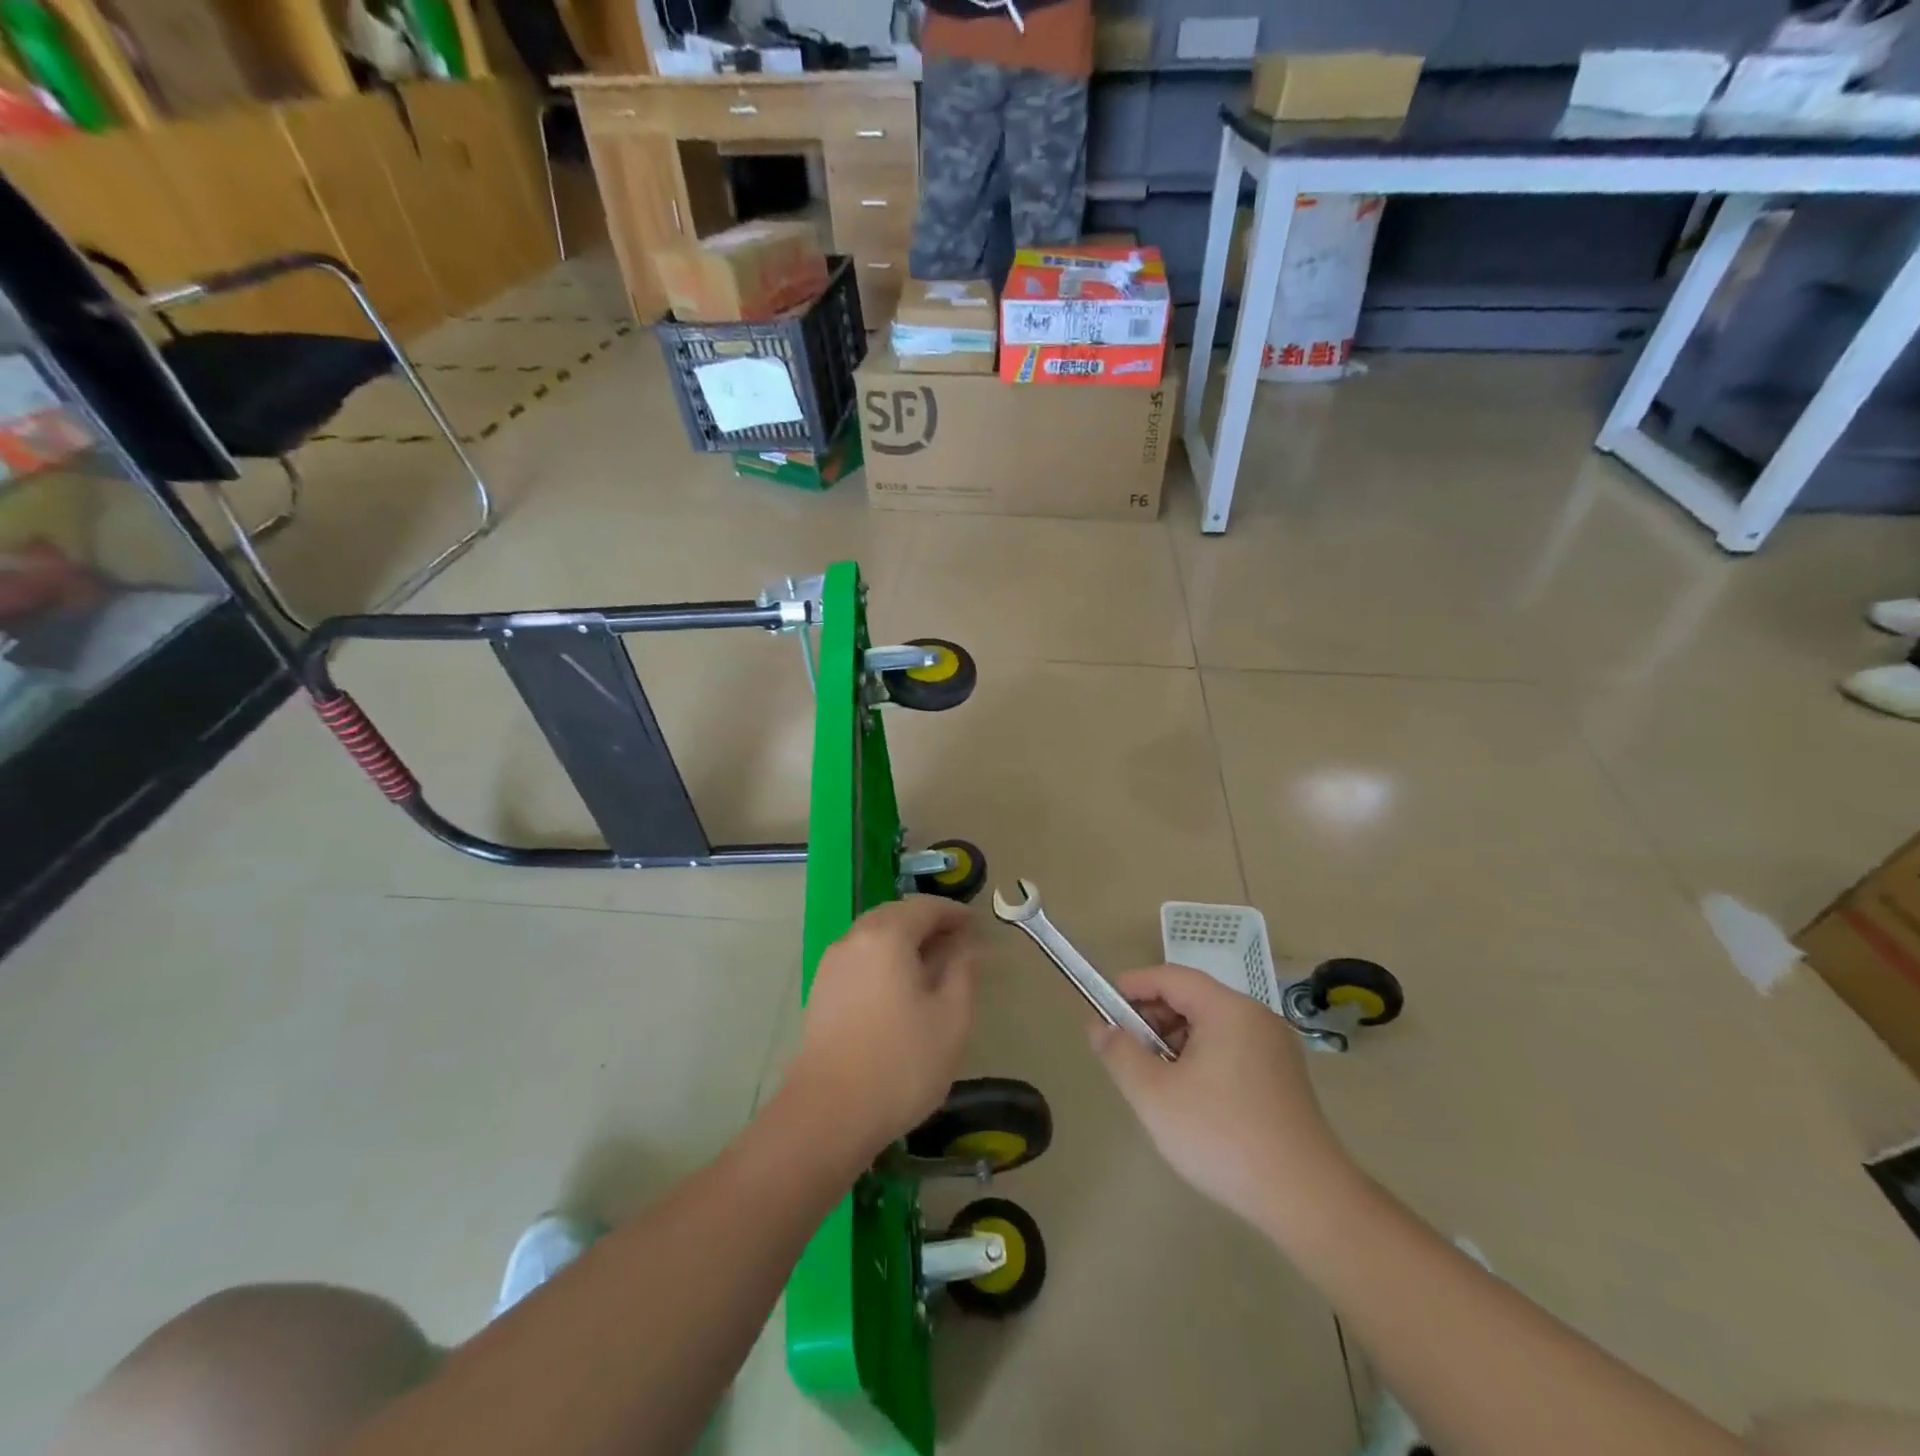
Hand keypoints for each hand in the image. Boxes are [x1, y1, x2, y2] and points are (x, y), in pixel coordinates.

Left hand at [787, 896, 980, 1160]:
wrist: (829, 1113)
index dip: (954, 912)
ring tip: (931, 965)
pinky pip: (859, 958)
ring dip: (904, 940)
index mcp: (887, 936)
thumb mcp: (952, 1017)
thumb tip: (966, 945)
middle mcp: (854, 939)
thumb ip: (962, 971)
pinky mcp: (820, 991)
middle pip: (895, 915)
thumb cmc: (902, 1062)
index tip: (977, 925)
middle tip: (957, 942)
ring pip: (874, 936)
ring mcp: (831, 965)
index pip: (925, 907)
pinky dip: (884, 959)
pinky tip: (899, 988)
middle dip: (927, 922)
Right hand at [1091, 964, 1353, 1231]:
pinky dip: (1201, 1059)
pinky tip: (1190, 1098)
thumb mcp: (1154, 1094)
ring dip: (1175, 1043)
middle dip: (1152, 1019)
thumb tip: (1099, 1027)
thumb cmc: (1222, 1136)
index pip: (1170, 977)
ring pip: (1211, 1026)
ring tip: (1156, 1081)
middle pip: (1192, 999)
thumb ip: (1120, 1053)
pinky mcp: (1284, 1077)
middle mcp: (1255, 1017)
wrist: (1306, 1199)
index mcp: (1228, 1009)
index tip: (1103, 1010)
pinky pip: (1231, 1049)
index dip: (1132, 987)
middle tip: (1127, 1053)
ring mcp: (1275, 1047)